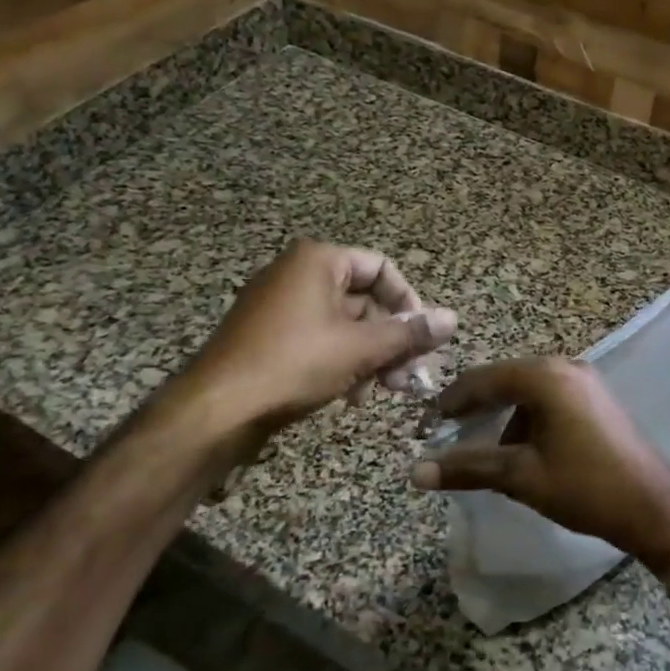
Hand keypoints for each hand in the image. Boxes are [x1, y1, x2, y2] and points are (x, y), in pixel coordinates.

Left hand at [169, 241, 455, 440]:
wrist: (216, 410)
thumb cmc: (294, 364)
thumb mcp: (361, 348)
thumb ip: (409, 333)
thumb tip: (453, 319)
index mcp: (318, 260)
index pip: (382, 268)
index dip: (409, 303)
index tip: (423, 339)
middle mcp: (297, 274)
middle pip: (364, 299)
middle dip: (392, 339)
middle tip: (410, 376)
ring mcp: (279, 306)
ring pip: (344, 325)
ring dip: (371, 356)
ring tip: (384, 391)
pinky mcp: (268, 337)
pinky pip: (319, 340)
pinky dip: (342, 362)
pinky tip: (352, 395)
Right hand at [411, 358, 669, 573]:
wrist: (653, 505)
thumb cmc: (584, 486)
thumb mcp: (521, 476)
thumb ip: (469, 467)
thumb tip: (416, 471)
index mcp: (544, 377)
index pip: (482, 379)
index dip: (450, 402)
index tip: (425, 426)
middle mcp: (564, 367)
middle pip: (505, 380)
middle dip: (475, 408)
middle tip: (446, 434)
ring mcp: (584, 380)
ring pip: (527, 391)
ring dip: (503, 415)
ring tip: (484, 450)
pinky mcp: (596, 398)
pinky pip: (549, 399)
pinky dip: (528, 418)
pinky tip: (521, 450)